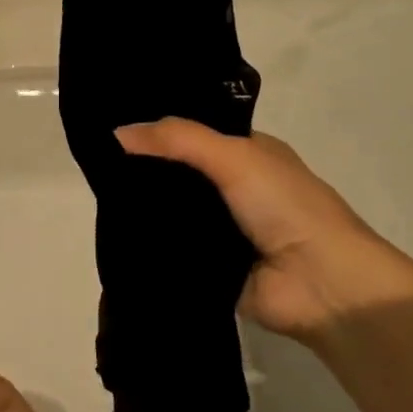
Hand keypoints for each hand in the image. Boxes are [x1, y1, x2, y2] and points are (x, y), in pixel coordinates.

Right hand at [115, 120, 412, 341]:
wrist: (320, 283)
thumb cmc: (285, 205)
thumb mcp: (234, 156)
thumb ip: (178, 139)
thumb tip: (116, 133)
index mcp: (247, 153)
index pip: (193, 133)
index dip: (157, 129)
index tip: (111, 128)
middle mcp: (234, 188)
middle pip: (178, 173)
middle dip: (144, 170)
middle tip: (92, 163)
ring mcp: (222, 230)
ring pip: (172, 212)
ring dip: (144, 209)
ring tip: (94, 198)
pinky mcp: (210, 267)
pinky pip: (172, 249)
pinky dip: (150, 244)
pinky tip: (115, 237)